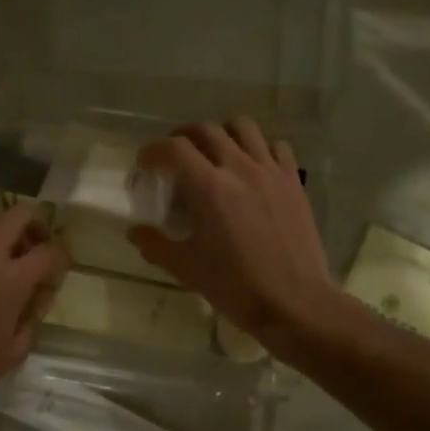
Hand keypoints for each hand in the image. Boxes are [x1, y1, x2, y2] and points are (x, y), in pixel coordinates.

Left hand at [0, 203, 69, 430]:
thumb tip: (38, 294)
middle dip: (33, 225)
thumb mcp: (15, 348)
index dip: (60, 258)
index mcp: (9, 278)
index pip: (48, 250)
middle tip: (35, 247)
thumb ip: (32, 313)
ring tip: (3, 263)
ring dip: (1, 235)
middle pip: (16, 214)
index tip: (58, 269)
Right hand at [128, 119, 332, 342]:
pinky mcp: (294, 182)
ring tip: (213, 153)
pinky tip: (251, 168)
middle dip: (182, 137)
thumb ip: (155, 245)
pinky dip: (258, 148)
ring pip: (243, 128)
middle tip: (173, 157)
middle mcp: (240, 168)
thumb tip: (135, 232)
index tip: (144, 164)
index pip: (174, 149)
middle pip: (206, 130)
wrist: (294, 302)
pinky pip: (276, 147)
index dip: (153, 151)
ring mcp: (271, 172)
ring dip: (221, 134)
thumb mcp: (185, 268)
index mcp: (209, 188)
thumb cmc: (235, 286)